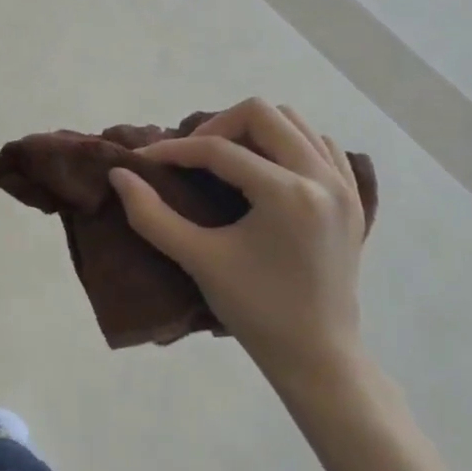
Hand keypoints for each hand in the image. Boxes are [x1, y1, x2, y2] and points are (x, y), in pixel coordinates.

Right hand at [108, 99, 366, 388]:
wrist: (318, 357)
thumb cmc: (256, 310)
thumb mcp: (198, 260)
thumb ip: (151, 215)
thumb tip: (119, 175)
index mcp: (287, 193)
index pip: (218, 150)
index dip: (173, 150)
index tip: (143, 161)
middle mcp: (322, 178)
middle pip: (262, 113)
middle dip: (216, 127)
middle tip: (190, 157)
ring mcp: (344, 186)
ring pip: (294, 122)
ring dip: (253, 131)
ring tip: (225, 160)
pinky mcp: (353, 199)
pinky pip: (322, 146)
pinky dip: (289, 144)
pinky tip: (266, 171)